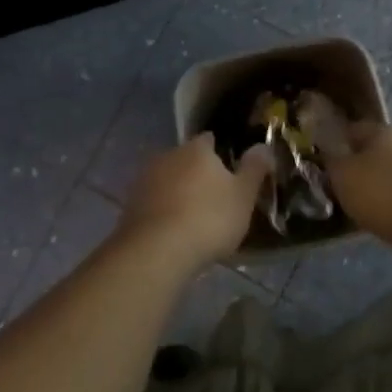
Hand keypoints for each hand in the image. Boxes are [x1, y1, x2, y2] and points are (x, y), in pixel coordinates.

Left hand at [119, 134, 271, 271]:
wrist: (156, 251)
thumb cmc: (209, 219)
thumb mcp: (243, 196)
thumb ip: (254, 169)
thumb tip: (262, 146)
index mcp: (196, 149)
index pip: (210, 139)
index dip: (221, 153)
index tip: (231, 170)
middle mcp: (167, 156)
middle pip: (186, 159)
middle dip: (198, 174)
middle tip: (215, 198)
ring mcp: (144, 180)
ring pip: (168, 180)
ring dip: (179, 193)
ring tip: (195, 218)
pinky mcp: (130, 206)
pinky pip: (153, 202)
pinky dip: (163, 211)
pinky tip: (174, 231)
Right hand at [325, 122, 391, 248]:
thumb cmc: (382, 194)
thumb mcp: (342, 176)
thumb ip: (331, 161)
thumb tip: (329, 153)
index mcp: (382, 131)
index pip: (352, 129)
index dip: (335, 143)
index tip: (323, 162)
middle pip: (374, 150)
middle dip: (358, 165)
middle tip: (341, 187)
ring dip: (378, 184)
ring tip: (362, 206)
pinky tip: (386, 216)